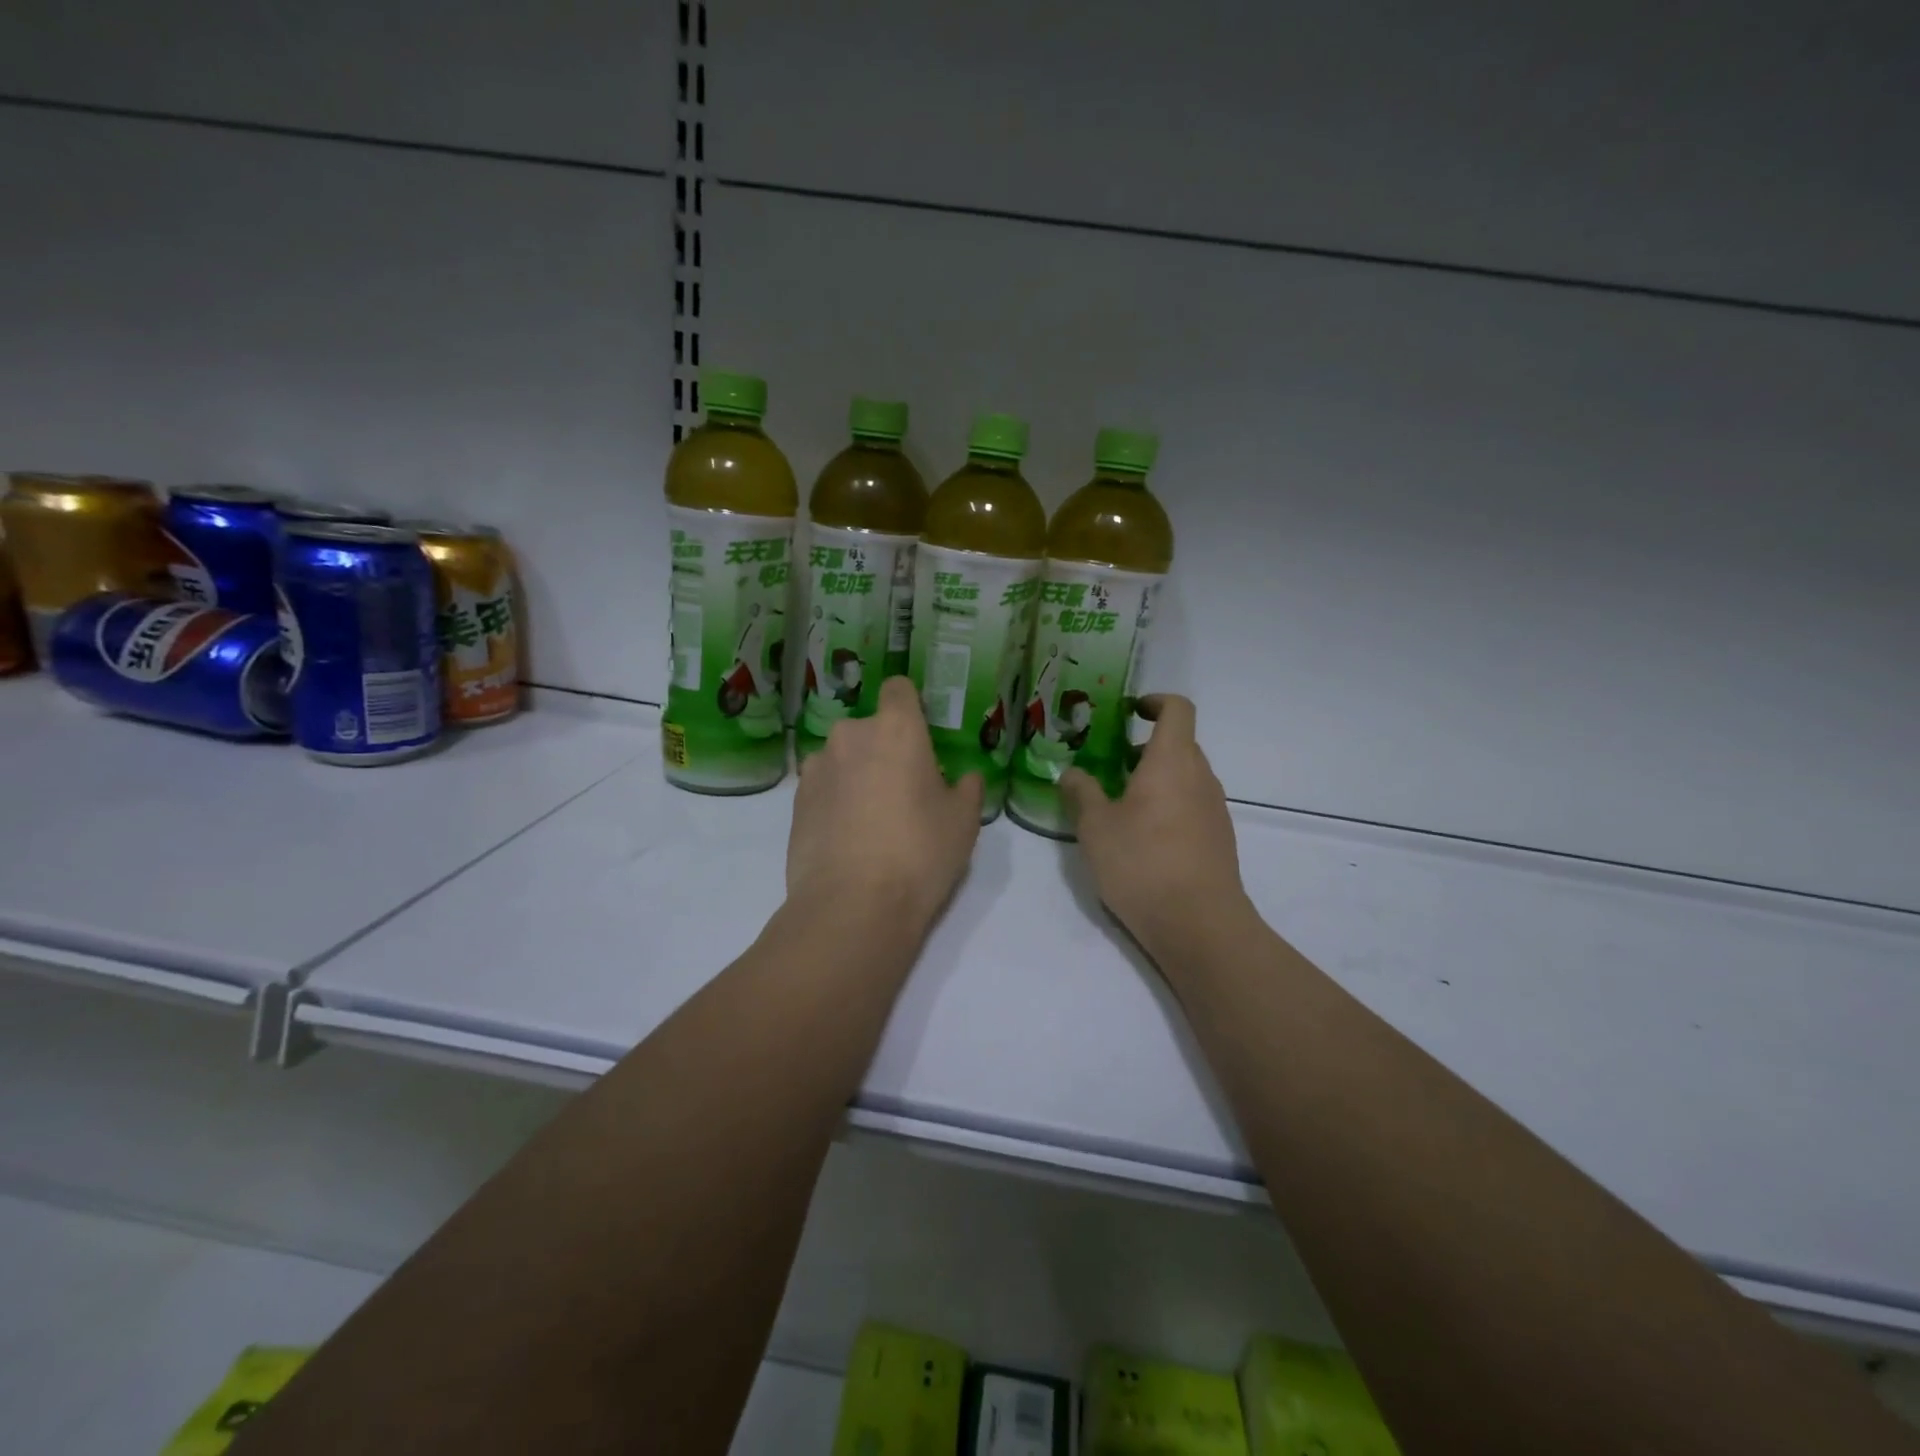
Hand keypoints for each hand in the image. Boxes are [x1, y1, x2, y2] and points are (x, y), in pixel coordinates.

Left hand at [787, 676, 982, 931]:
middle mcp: (850, 736)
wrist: (852, 906)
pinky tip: (848, 839)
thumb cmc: (919, 853)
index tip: (922, 735)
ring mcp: (817, 768)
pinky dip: (835, 802)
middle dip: (885, 751)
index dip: (910, 706)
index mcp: (896, 729)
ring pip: (844, 759)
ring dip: (857, 776)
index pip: (899, 689)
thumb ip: (967, 789)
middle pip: (870, 729)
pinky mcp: (795, 802)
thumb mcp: (963, 822)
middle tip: (904, 792)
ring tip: (872, 821)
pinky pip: (824, 788)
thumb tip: (964, 778)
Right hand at [1061, 695, 1247, 959]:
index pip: (1177, 709)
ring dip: (1154, 779)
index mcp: (1172, 761)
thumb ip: (1081, 793)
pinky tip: (1140, 839)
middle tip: (1108, 765)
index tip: (1129, 711)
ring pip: (1184, 777)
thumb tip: (1072, 773)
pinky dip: (1167, 805)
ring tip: (1117, 806)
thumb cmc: (1142, 863)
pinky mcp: (1218, 839)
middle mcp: (1200, 777)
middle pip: (1179, 744)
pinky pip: (1191, 805)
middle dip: (1143, 747)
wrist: (1199, 924)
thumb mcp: (1095, 827)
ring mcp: (1214, 809)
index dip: (1154, 702)